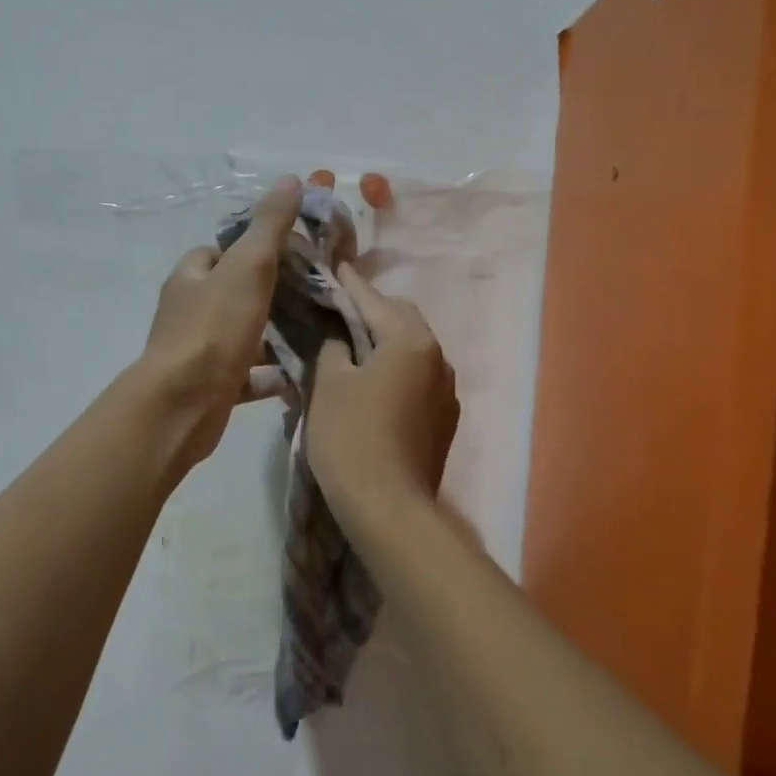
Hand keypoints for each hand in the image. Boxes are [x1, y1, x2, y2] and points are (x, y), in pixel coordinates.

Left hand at [137, 175, 303, 466]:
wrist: (183, 406)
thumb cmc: (214, 329)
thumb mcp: (248, 267)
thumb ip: (270, 226)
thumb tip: (290, 179)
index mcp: (192, 276)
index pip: (223, 250)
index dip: (258, 247)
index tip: (297, 253)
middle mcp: (190, 309)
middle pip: (236, 291)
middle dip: (273, 292)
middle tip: (316, 293)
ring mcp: (199, 350)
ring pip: (244, 334)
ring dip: (276, 334)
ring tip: (319, 330)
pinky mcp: (212, 386)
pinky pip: (248, 374)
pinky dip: (272, 373)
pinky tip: (303, 372)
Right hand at [305, 263, 459, 525]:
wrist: (388, 508)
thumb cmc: (351, 437)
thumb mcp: (328, 383)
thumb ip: (333, 347)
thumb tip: (339, 339)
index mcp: (411, 341)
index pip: (373, 299)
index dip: (349, 284)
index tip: (332, 267)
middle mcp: (438, 358)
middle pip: (401, 319)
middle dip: (370, 311)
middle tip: (336, 313)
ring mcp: (446, 391)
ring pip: (412, 350)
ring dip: (384, 342)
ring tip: (350, 348)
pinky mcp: (444, 419)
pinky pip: (417, 378)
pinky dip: (394, 370)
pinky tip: (371, 385)